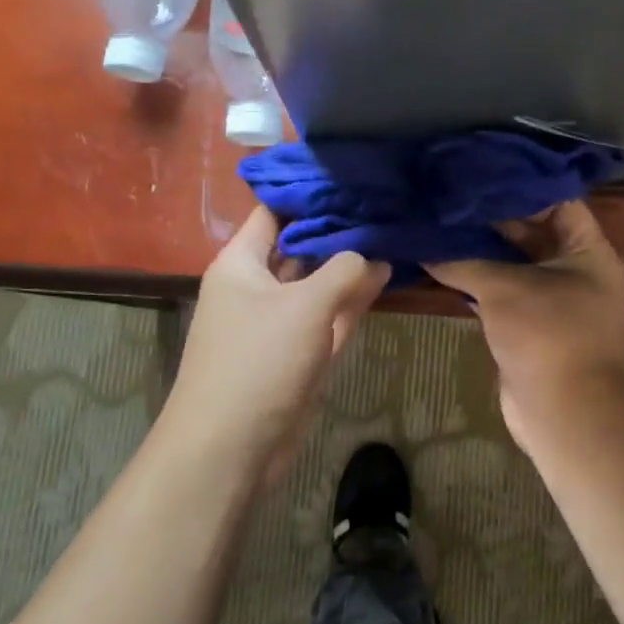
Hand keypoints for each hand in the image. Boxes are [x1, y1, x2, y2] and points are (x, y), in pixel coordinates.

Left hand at [169, 207, 389, 477]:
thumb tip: (375, 253)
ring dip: (350, 265)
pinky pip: (327, 315)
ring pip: (318, 282)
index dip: (310, 194)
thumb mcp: (306, 306)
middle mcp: (257, 286)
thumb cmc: (258, 362)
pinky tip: (385, 276)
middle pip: (300, 245)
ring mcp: (278, 320)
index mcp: (242, 263)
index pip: (275, 212)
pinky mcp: (297, 352)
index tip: (352, 176)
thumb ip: (345, 271)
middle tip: (384, 200)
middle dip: (338, 228)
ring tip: (393, 231)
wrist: (230, 448)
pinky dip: (351, 299)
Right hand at [427, 200, 623, 447]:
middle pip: (530, 229)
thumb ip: (464, 261)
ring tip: (439, 221)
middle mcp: (573, 267)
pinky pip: (500, 290)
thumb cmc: (547, 335)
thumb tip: (423, 245)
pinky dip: (475, 278)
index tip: (479, 170)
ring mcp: (551, 297)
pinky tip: (440, 262)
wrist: (564, 412)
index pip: (555, 199)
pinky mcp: (528, 323)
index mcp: (587, 249)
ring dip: (479, 248)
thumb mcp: (504, 289)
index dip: (519, 183)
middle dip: (491, 216)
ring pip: (512, 261)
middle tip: (449, 194)